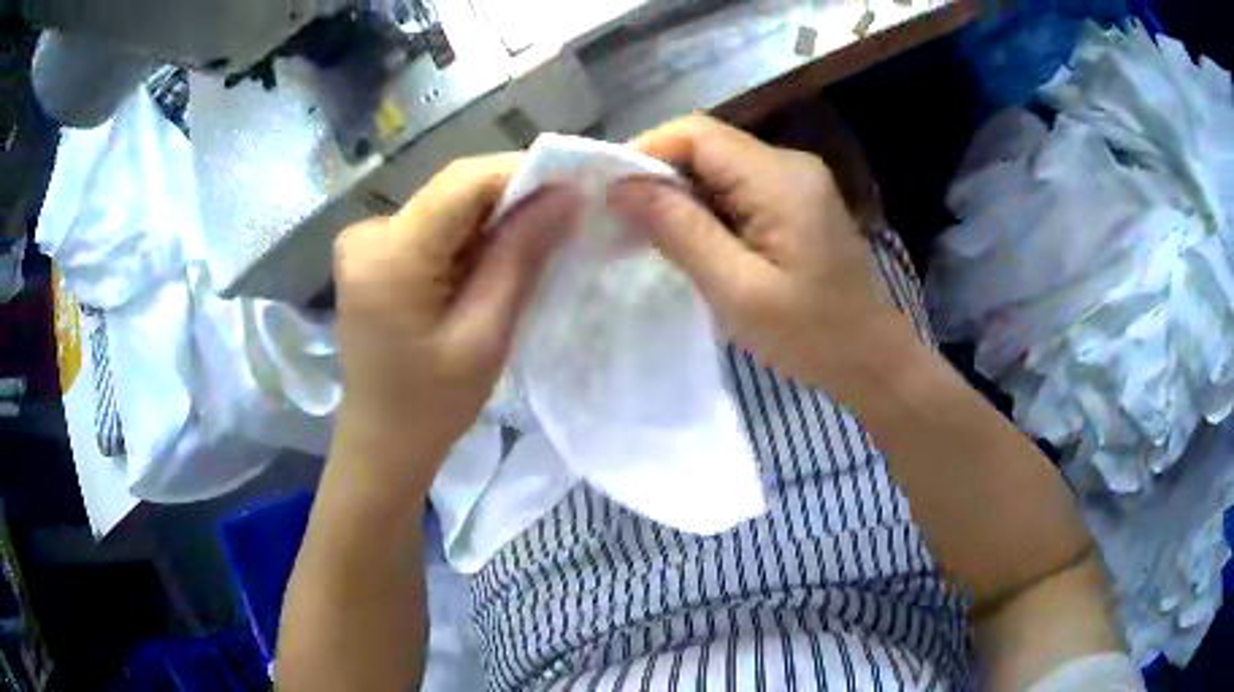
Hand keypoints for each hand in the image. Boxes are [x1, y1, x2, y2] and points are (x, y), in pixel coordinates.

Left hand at [332, 154, 579, 497]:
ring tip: (538, 239)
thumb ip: (522, 256)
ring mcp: (365, 240)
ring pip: (446, 205)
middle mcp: (369, 233)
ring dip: (494, 216)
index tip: (577, 184)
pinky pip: (432, 224)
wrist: (382, 440)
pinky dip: (469, 234)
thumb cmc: (433, 404)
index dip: (524, 172)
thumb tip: (571, 195)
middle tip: (567, 215)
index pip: (464, 182)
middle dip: (513, 196)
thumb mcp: (486, 334)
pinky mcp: (372, 252)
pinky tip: (494, 258)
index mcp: (389, 255)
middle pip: (454, 190)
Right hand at [608, 115, 911, 403]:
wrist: (872, 360)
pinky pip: (736, 188)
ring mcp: (795, 181)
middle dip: (658, 176)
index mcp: (780, 178)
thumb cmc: (812, 336)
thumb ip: (679, 231)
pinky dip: (704, 207)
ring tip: (647, 236)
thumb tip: (620, 188)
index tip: (608, 194)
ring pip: (717, 167)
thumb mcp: (737, 290)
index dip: (645, 151)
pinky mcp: (795, 201)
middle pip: (706, 145)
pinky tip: (689, 241)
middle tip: (621, 222)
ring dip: (678, 194)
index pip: (697, 134)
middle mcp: (789, 164)